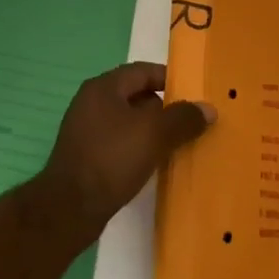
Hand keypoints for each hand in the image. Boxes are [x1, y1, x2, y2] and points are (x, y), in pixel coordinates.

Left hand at [38, 62, 212, 235]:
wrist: (69, 208)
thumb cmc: (111, 159)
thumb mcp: (153, 134)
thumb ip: (182, 118)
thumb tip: (208, 108)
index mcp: (103, 87)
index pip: (142, 71)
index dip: (170, 79)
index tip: (194, 93)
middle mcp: (92, 102)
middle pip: (135, 95)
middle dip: (164, 108)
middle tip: (191, 122)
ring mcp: (87, 130)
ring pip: (128, 122)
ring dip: (152, 130)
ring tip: (178, 144)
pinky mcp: (87, 155)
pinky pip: (119, 142)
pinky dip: (138, 147)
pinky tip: (154, 163)